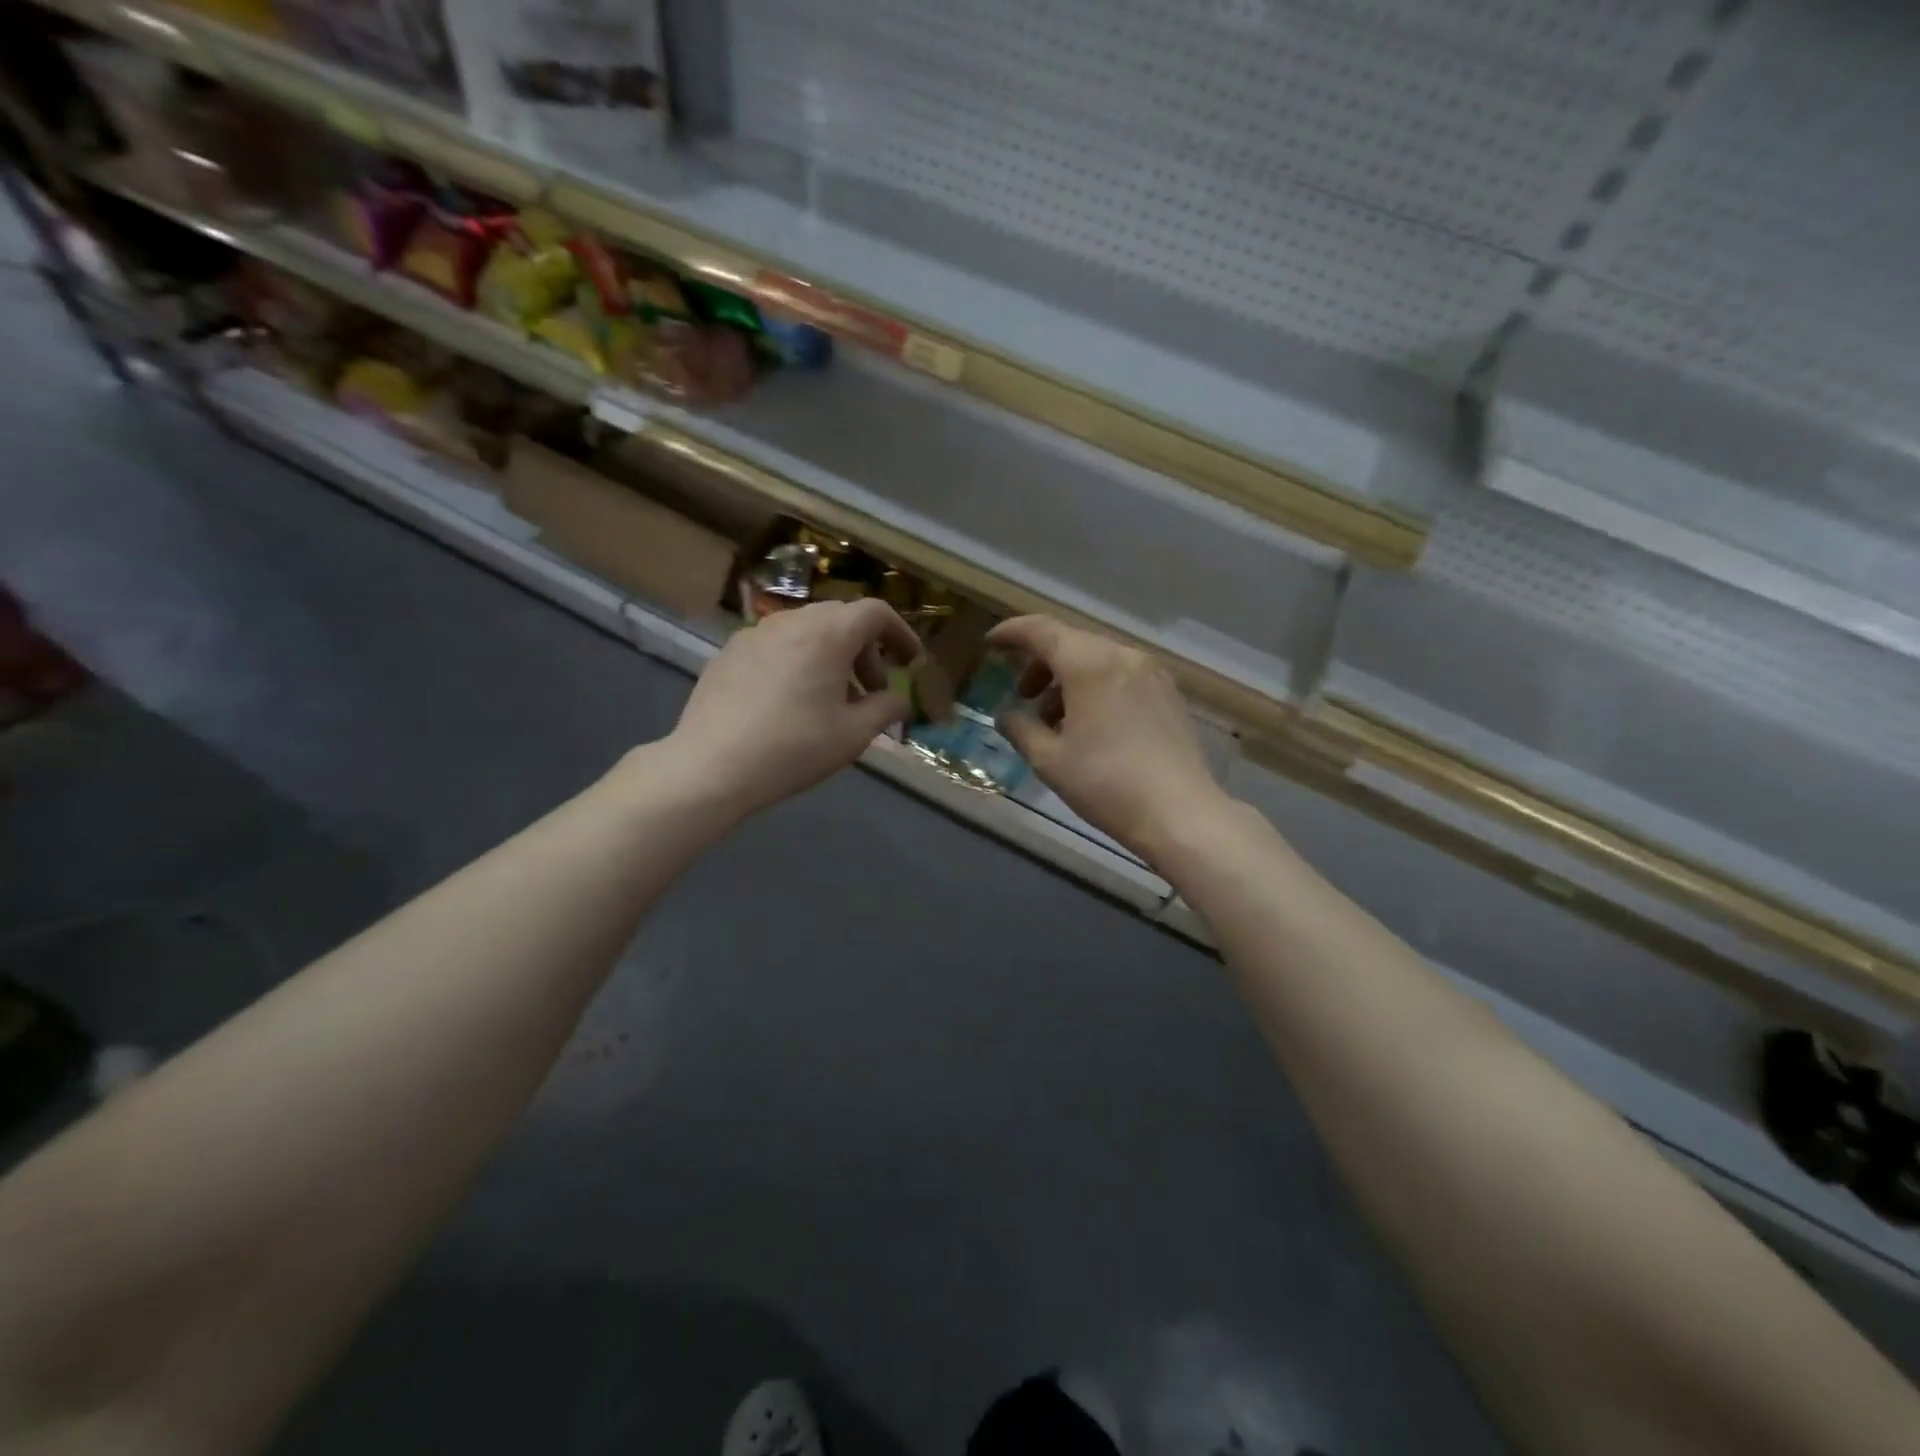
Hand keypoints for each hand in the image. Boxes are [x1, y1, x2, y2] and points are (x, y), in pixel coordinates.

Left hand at [660, 598, 920, 821]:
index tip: (910, 661)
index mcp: (828, 634)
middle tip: (872, 690)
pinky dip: (798, 660)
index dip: (900, 632)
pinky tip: (790, 701)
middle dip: (865, 649)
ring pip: (807, 630)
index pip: (876, 612)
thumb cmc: (794, 748)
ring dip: (831, 655)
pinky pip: (777, 645)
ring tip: (831, 698)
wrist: (711, 766)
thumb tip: (900, 701)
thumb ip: (885, 710)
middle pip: (841, 618)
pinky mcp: (729, 653)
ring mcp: (755, 634)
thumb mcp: (853, 735)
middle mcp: (791, 622)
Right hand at [989, 615, 1233, 861]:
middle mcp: (1123, 656)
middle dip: (1041, 663)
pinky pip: (1122, 676)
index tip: (991, 644)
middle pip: (1071, 642)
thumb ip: (1020, 729)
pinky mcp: (1169, 694)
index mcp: (1090, 664)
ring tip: (1054, 720)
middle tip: (1023, 695)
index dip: (1012, 633)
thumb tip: (1006, 716)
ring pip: (1098, 660)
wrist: (1179, 813)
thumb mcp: (1049, 760)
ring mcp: (1152, 673)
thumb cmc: (1106, 783)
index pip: (1042, 630)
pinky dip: (1096, 687)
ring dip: (1068, 679)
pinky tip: (1091, 725)